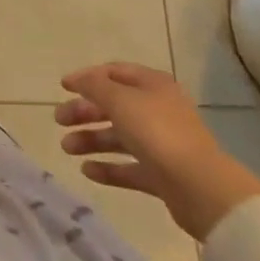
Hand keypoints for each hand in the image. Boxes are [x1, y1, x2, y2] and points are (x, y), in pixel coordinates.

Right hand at [54, 62, 259, 239]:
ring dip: (91, 140)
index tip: (63, 87)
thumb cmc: (157, 132)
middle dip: (84, 112)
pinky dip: (108, 168)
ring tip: (66, 148)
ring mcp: (161, 144)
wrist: (201, 188)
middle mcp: (158, 110)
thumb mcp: (119, 99)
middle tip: (59, 120)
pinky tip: (87, 170)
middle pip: (114, 106)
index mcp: (153, 85)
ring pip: (119, 137)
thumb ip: (94, 86)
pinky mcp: (162, 175)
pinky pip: (129, 167)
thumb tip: (78, 80)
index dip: (87, 77)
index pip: (115, 72)